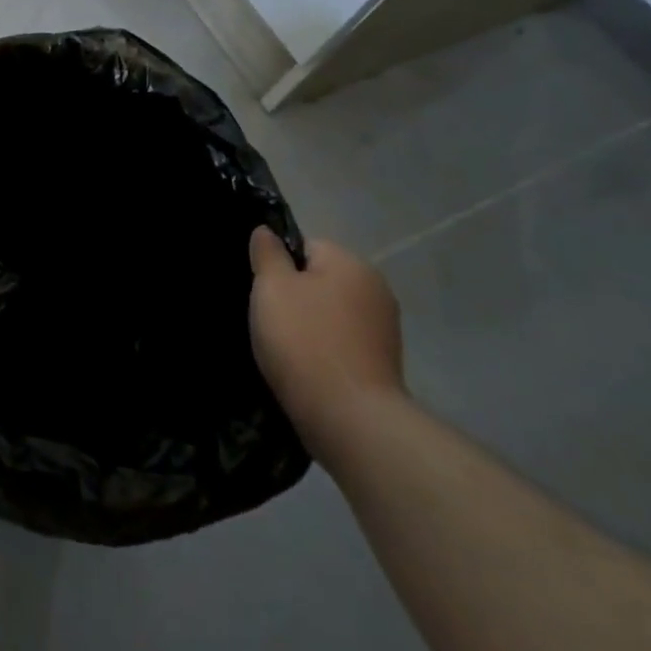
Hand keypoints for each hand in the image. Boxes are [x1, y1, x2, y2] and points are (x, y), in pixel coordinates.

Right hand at [249, 228, 405, 467]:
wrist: (349, 419)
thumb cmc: (304, 340)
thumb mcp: (271, 287)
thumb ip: (267, 254)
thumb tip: (266, 232)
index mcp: (351, 264)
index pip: (307, 246)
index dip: (280, 265)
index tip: (265, 291)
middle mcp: (376, 290)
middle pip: (321, 280)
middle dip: (296, 296)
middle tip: (270, 319)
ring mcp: (385, 330)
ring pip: (331, 313)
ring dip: (311, 325)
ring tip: (286, 349)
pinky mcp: (384, 365)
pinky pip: (343, 343)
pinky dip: (325, 351)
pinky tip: (308, 369)